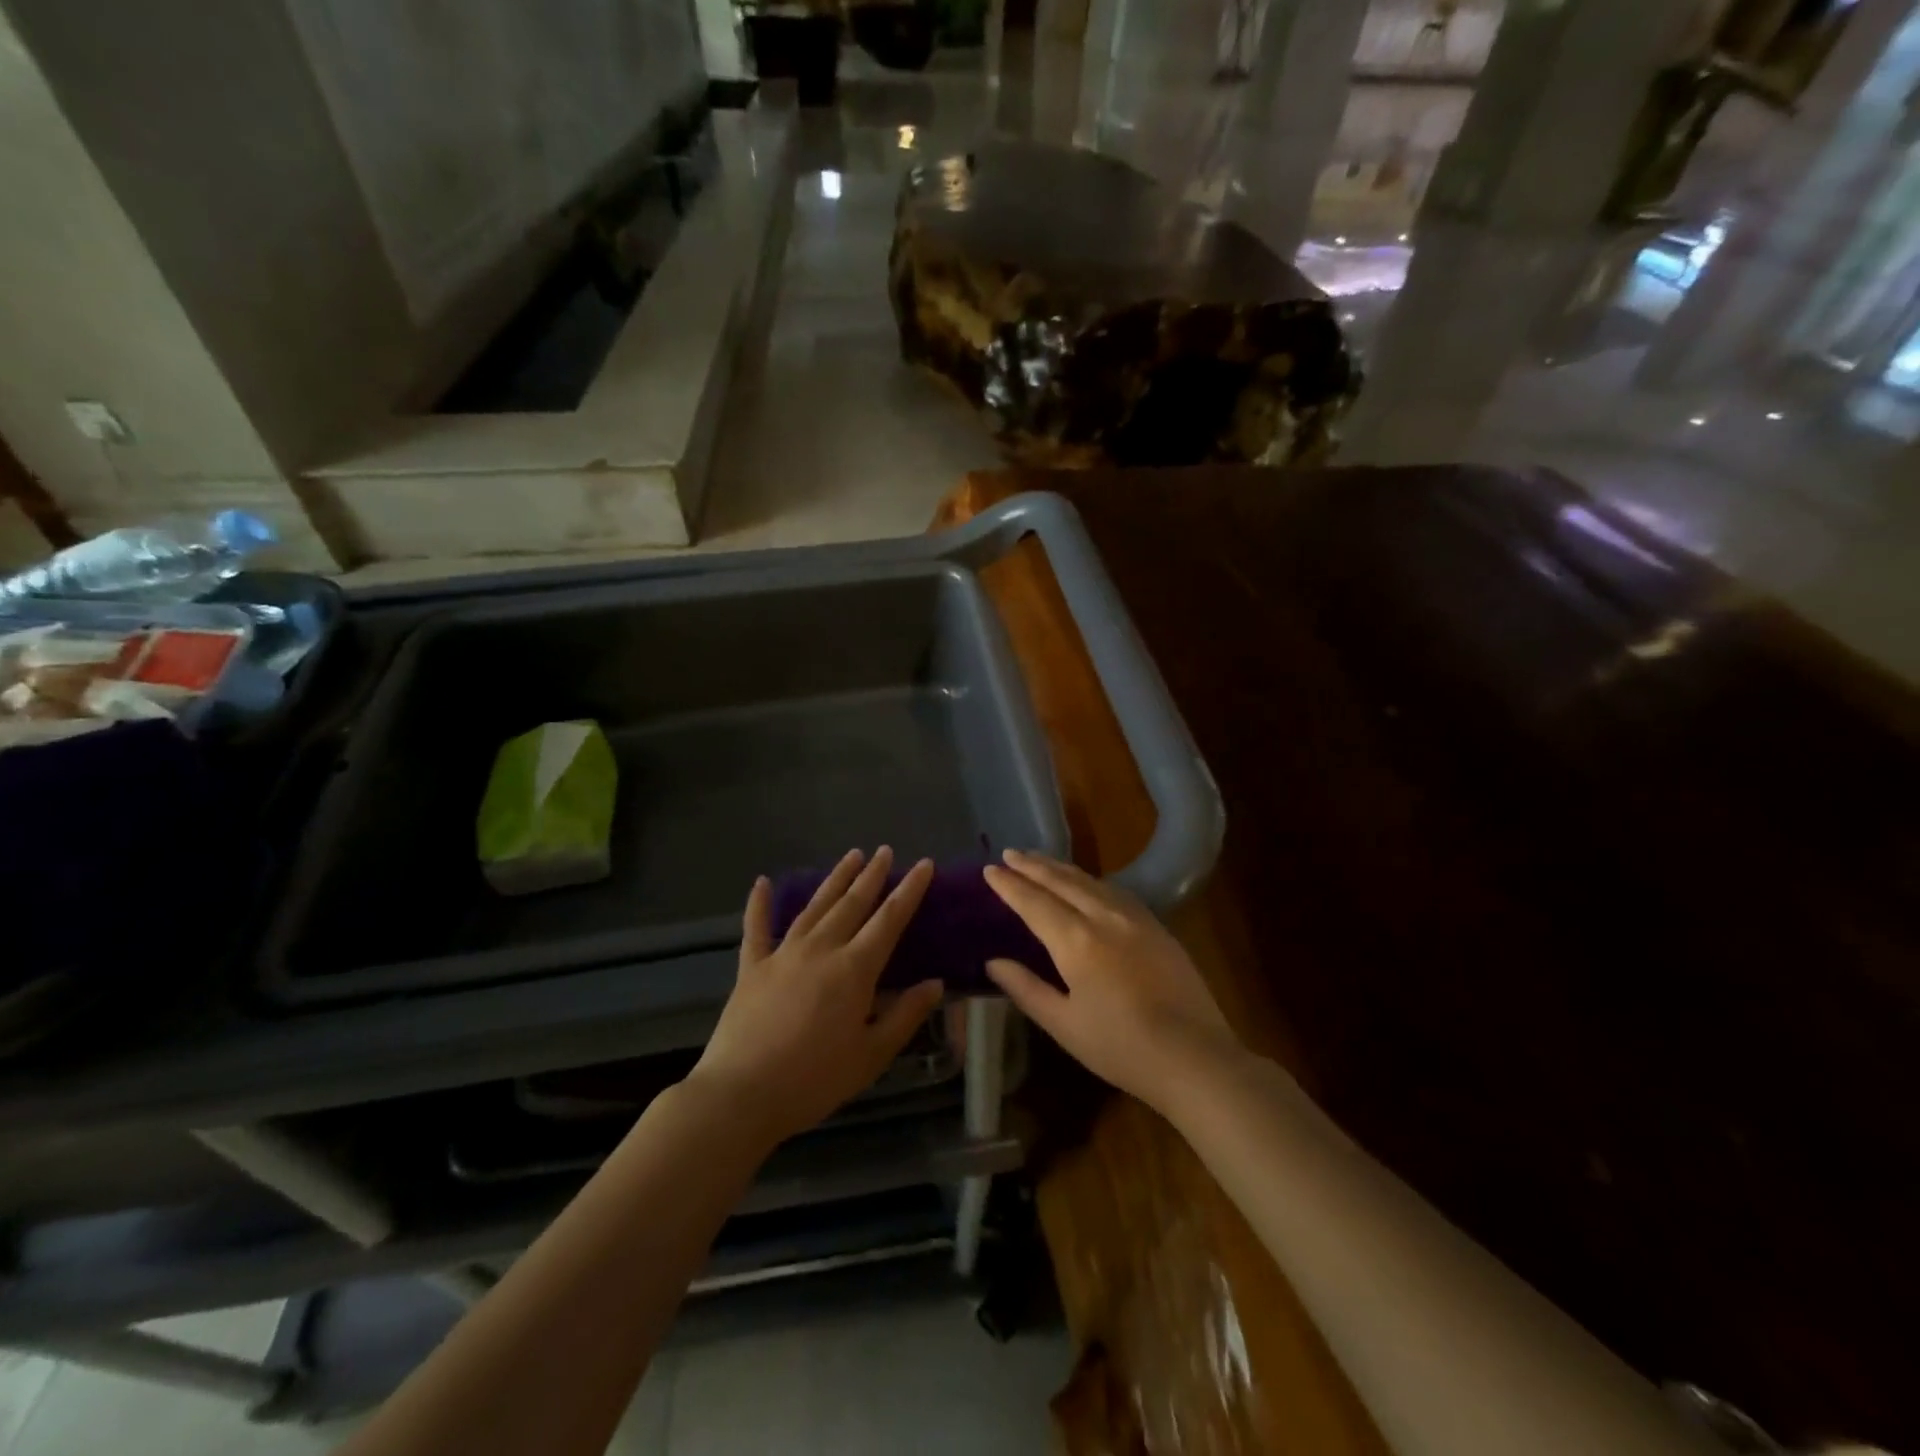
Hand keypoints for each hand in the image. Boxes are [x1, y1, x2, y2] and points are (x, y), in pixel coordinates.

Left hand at [686, 847, 943, 1148]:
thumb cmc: (814, 1080)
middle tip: (885, 851)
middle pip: (852, 904)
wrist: (741, 1095)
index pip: (889, 920)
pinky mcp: (751, 968)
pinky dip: (758, 904)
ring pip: (815, 906)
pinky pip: (756, 928)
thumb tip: (935, 984)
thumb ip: (904, 1016)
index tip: (924, 864)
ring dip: (835, 880)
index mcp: (854, 969)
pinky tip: (761, 882)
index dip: (909, 891)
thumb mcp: (871, 1055)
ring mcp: (782, 954)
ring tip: (852, 856)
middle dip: (872, 875)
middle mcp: (821, 949)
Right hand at [984, 849, 1241, 1115]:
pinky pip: (1114, 890)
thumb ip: (1026, 989)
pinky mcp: (1156, 926)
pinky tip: (1086, 882)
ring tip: (1039, 860)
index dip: (1009, 885)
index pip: (1033, 902)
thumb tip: (993, 962)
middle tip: (1009, 854)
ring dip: (1060, 867)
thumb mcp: (1064, 1025)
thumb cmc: (1121, 1047)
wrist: (1195, 1056)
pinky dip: (1090, 879)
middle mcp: (1103, 917)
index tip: (989, 870)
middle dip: (1032, 865)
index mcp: (1076, 940)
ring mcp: (1134, 918)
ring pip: (1090, 881)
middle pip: (1061, 881)